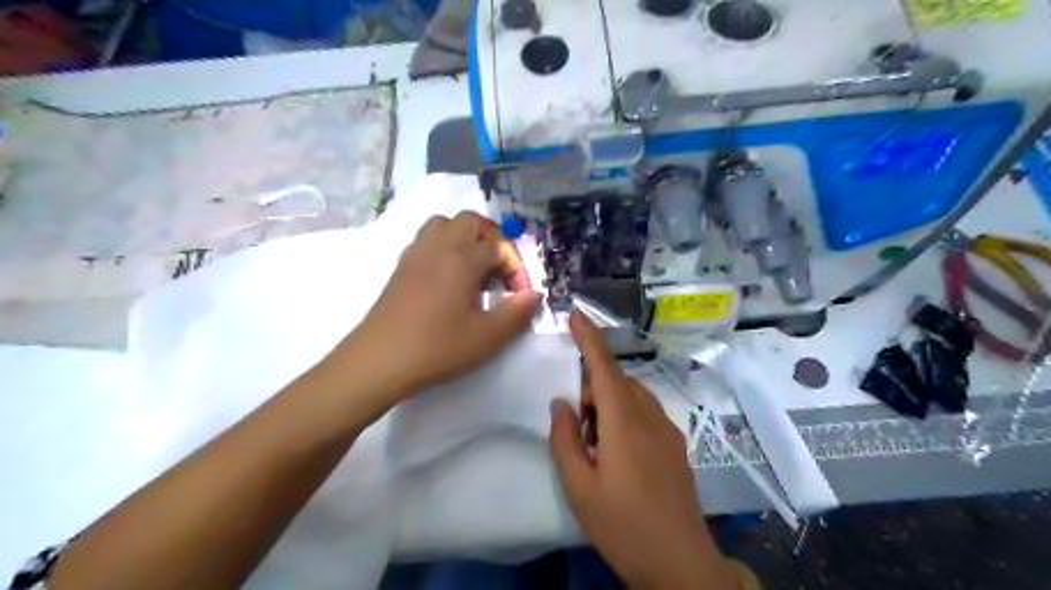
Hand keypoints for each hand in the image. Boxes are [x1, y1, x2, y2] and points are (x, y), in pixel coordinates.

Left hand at [341, 213, 541, 404]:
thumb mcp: (487, 337)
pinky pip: (427, 239)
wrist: (379, 361)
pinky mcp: (401, 266)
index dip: (516, 268)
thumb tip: (533, 296)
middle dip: (493, 240)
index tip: (519, 296)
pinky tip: (448, 277)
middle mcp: (439, 246)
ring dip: (466, 238)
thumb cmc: (437, 348)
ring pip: (445, 224)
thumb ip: (517, 313)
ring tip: (475, 268)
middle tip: (500, 271)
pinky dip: (444, 246)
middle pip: (472, 221)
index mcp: (462, 259)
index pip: (499, 247)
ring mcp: (416, 253)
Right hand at [545, 314, 732, 589]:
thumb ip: (564, 439)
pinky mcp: (677, 444)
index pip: (604, 368)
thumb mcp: (579, 487)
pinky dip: (626, 417)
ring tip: (597, 446)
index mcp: (624, 423)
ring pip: (633, 396)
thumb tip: (561, 403)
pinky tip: (620, 455)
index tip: (576, 314)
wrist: (680, 562)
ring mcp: (668, 430)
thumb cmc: (622, 525)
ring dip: (609, 404)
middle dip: (592, 390)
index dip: (589, 338)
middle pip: (617, 382)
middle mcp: (650, 417)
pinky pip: (646, 413)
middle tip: (578, 430)